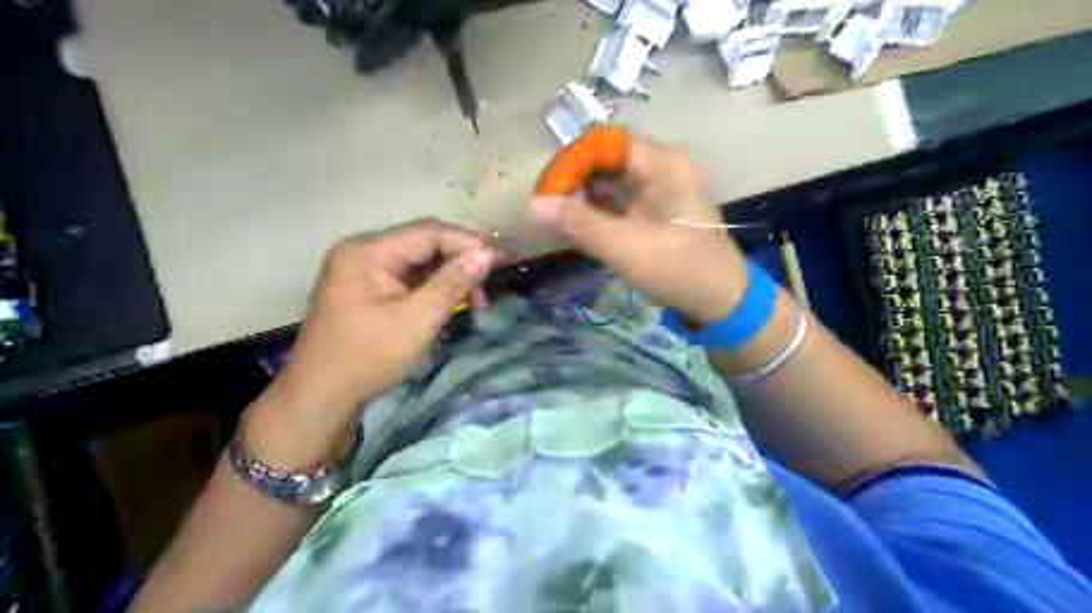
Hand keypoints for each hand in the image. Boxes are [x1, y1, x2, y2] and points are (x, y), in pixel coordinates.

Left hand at [241, 220, 496, 469]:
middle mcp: (362, 250)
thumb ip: (453, 283)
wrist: (321, 396)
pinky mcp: (364, 286)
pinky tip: (449, 301)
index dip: (469, 243)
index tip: (501, 263)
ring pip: (418, 259)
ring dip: (449, 275)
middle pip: (423, 242)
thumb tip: (486, 254)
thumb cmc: (368, 358)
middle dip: (460, 261)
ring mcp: (361, 267)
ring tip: (475, 300)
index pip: (429, 232)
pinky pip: (407, 275)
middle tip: (488, 288)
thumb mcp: (417, 321)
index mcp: (368, 251)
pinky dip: (432, 286)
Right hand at [528, 131, 752, 324]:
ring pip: (611, 180)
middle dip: (575, 180)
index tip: (548, 191)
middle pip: (606, 158)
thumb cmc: (678, 269)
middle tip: (550, 209)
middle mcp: (661, 166)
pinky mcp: (657, 208)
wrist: (721, 299)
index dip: (572, 161)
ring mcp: (661, 187)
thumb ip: (579, 224)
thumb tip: (533, 204)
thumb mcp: (624, 247)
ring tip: (560, 220)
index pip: (604, 142)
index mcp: (661, 163)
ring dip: (584, 197)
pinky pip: (620, 199)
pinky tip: (581, 227)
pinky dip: (599, 210)